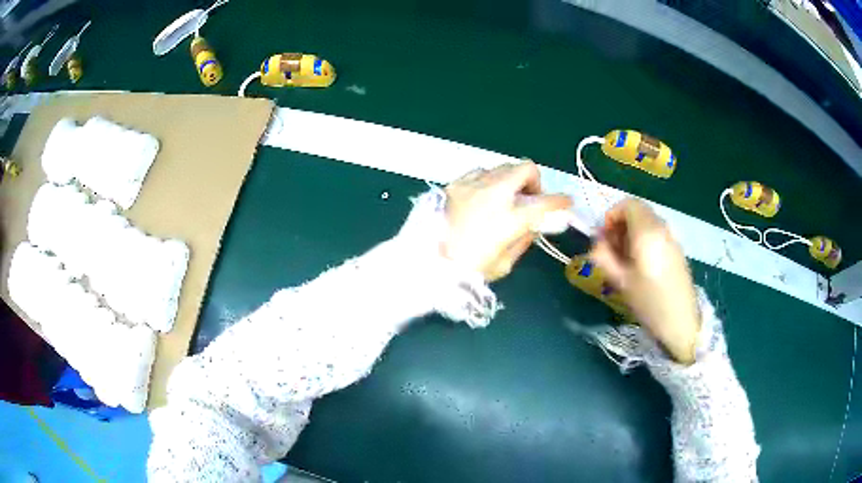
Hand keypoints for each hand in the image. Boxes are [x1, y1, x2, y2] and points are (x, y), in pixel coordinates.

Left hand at [443, 161, 571, 280]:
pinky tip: (483, 196)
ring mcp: (473, 185)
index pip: (545, 202)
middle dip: (535, 181)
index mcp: (510, 218)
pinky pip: (480, 171)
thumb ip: (523, 239)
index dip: (561, 201)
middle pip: (526, 168)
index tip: (566, 202)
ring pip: (502, 167)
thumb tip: (534, 225)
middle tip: (529, 197)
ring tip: (504, 198)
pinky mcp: (455, 183)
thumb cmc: (468, 270)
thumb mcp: (504, 263)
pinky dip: (488, 180)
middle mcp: (494, 193)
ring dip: (510, 179)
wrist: (428, 263)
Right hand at [589, 199, 700, 364]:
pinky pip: (656, 234)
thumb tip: (596, 243)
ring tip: (624, 260)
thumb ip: (603, 256)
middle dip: (620, 225)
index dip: (611, 215)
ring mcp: (672, 238)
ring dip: (631, 233)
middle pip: (637, 211)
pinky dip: (643, 240)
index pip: (627, 204)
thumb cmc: (649, 302)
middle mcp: (662, 228)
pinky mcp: (677, 249)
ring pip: (647, 222)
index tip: (603, 237)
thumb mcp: (620, 281)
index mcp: (647, 232)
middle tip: (611, 249)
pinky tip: (640, 265)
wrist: (681, 322)